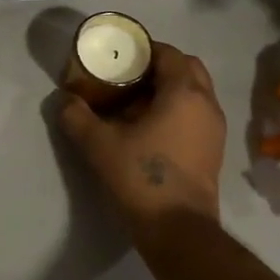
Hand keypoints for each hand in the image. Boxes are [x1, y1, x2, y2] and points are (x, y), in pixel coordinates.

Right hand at [58, 41, 224, 244]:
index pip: (168, 53)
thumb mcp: (98, 144)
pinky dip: (177, 110)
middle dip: (160, 66)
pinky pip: (196, 114)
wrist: (178, 230)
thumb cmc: (141, 177)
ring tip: (135, 102)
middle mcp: (206, 104)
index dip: (143, 49)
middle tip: (128, 76)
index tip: (118, 56)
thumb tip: (64, 99)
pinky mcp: (213, 150)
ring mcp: (215, 128)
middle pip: (187, 68)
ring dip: (169, 89)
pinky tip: (149, 128)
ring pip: (195, 92)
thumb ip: (77, 116)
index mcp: (184, 92)